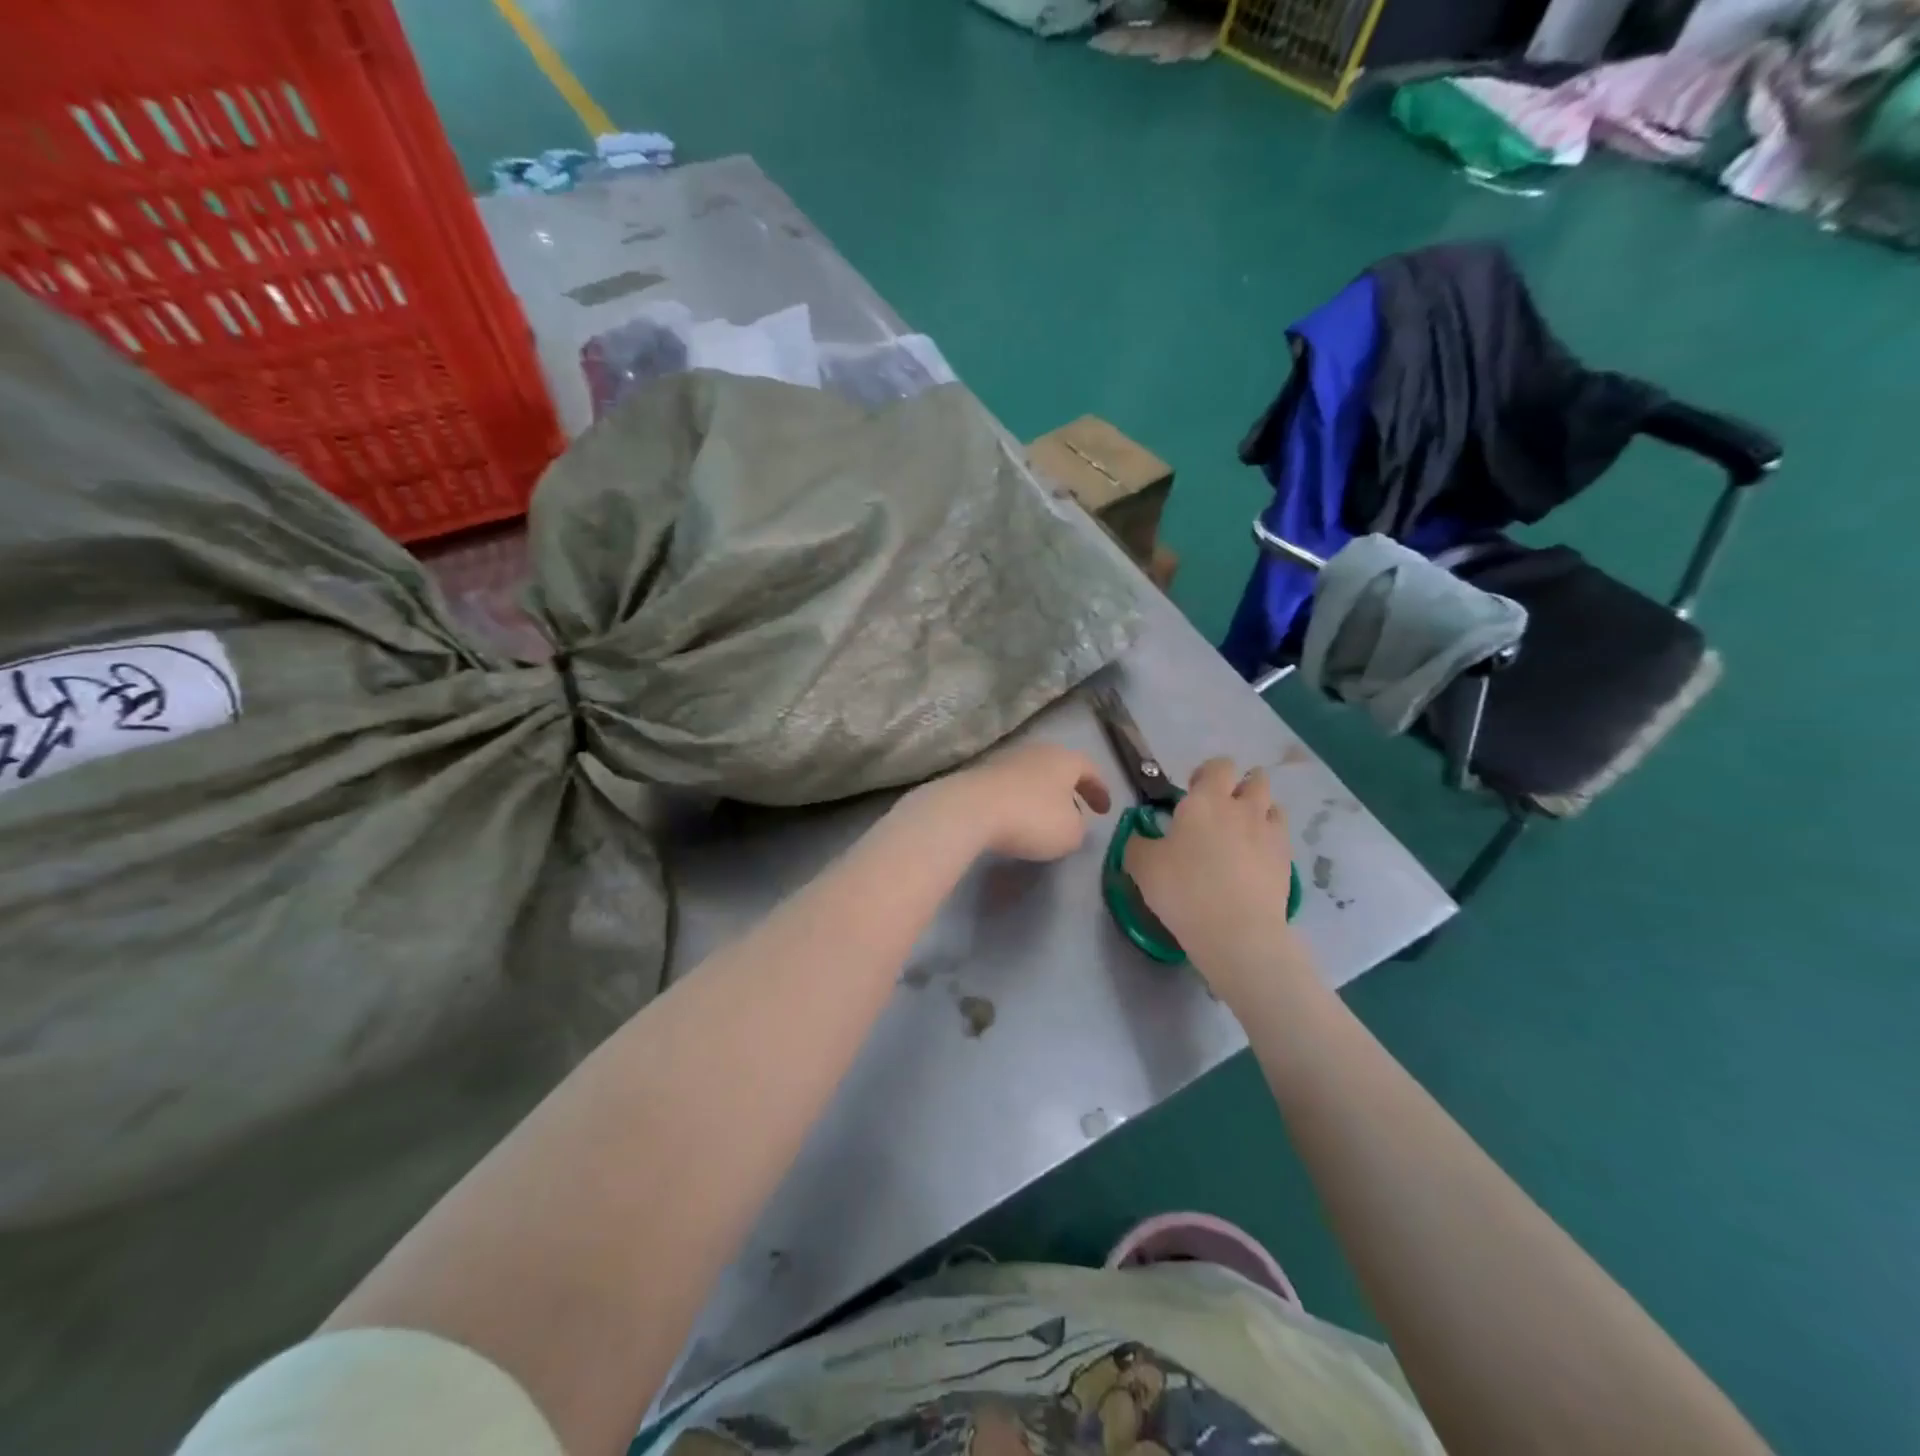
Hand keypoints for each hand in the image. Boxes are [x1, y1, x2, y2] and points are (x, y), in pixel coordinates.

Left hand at [915, 741, 1111, 862]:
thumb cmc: (1032, 818)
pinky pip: (1011, 785)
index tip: (1104, 810)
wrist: (971, 809)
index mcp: (1065, 759)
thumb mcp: (1070, 833)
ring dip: (1043, 793)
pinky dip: (1020, 799)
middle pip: (1059, 767)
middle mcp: (1037, 751)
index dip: (1100, 790)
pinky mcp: (981, 773)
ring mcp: (1006, 759)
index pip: (1090, 769)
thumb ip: (1079, 828)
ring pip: (1034, 774)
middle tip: (1077, 809)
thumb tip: (1072, 822)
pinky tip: (1017, 816)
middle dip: (1070, 788)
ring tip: (1046, 816)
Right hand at [1124, 757, 1302, 993]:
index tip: (1192, 792)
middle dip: (1241, 786)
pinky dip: (1270, 840)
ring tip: (1242, 833)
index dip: (1207, 773)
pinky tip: (1255, 860)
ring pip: (1273, 806)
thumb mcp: (1142, 866)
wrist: (1237, 932)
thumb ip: (1138, 843)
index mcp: (1206, 800)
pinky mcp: (1287, 861)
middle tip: (1221, 810)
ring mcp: (1270, 833)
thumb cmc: (1183, 889)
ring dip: (1259, 811)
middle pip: (1255, 779)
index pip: (1218, 766)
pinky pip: (1281, 837)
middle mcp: (1243, 808)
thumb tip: (1141, 836)